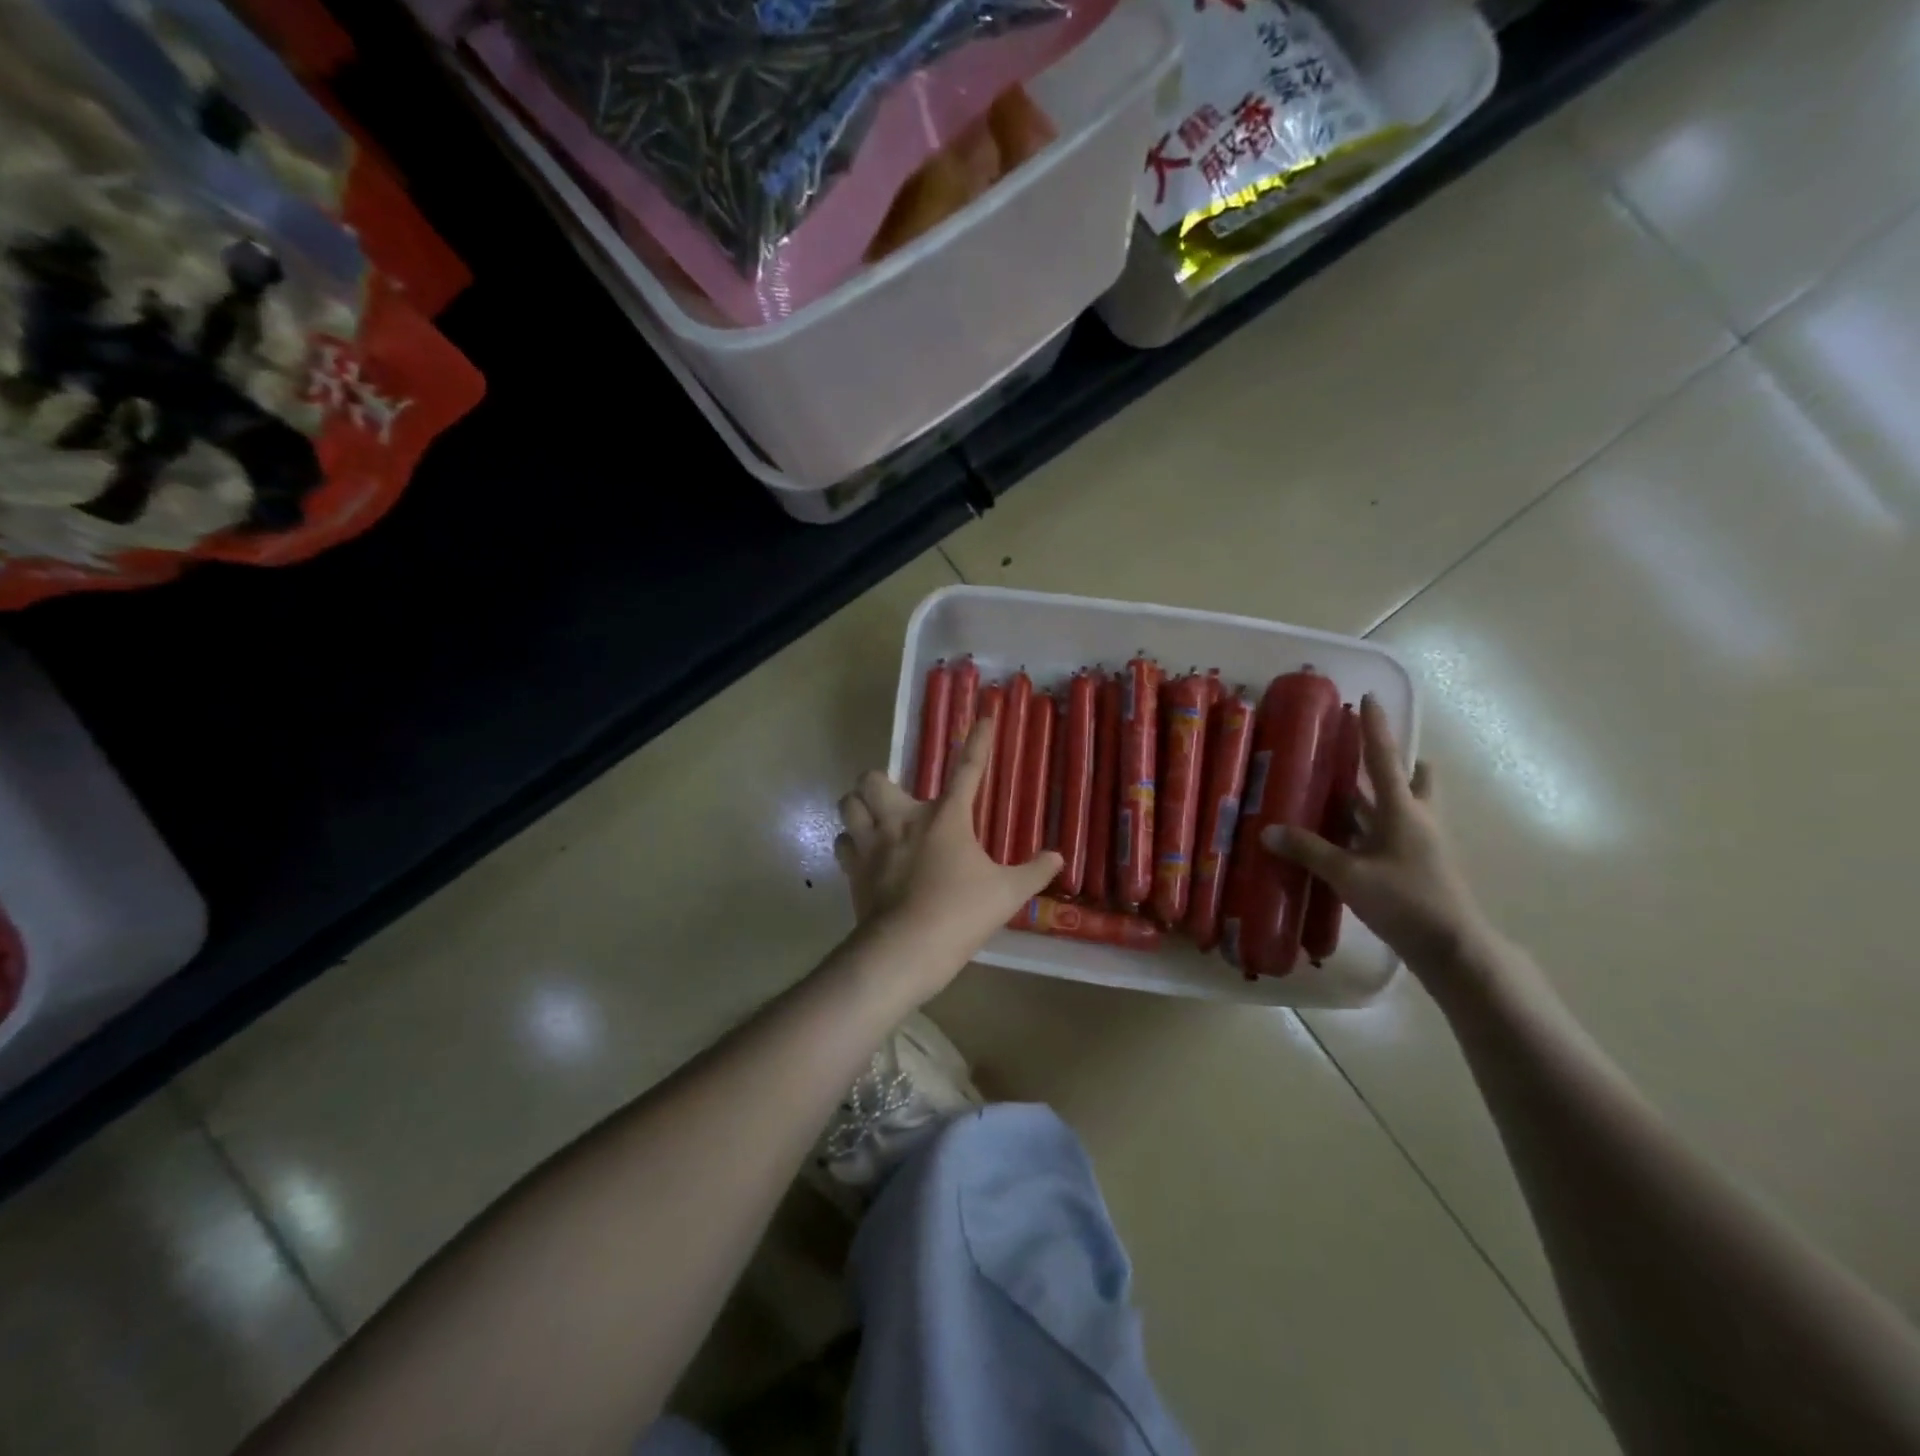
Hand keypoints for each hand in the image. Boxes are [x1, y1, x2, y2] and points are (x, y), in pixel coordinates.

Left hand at [834, 716, 1062, 996]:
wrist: (907, 948)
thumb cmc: (961, 914)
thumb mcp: (1008, 894)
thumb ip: (1034, 872)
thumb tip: (1058, 857)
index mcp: (946, 817)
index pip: (967, 769)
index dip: (978, 741)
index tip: (983, 716)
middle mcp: (903, 819)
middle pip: (874, 779)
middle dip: (880, 781)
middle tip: (895, 799)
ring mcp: (872, 843)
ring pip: (847, 804)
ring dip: (857, 806)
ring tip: (871, 818)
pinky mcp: (853, 868)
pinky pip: (842, 842)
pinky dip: (850, 843)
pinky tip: (862, 853)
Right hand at [1261, 696, 1489, 975]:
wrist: (1453, 948)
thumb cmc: (1405, 901)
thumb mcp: (1349, 874)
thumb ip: (1309, 850)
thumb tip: (1268, 830)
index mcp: (1404, 810)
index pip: (1386, 758)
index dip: (1375, 728)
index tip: (1368, 698)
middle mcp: (1418, 819)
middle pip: (1413, 779)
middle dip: (1395, 763)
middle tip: (1362, 757)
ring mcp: (1422, 844)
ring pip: (1403, 807)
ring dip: (1378, 798)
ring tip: (1342, 794)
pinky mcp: (1419, 866)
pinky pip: (1393, 834)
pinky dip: (1372, 829)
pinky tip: (1345, 840)